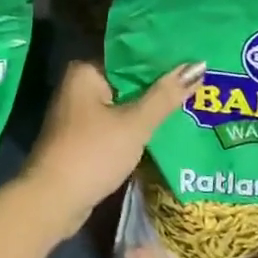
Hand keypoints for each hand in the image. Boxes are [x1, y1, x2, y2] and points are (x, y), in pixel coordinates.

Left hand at [15, 59, 204, 240]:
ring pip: (124, 105)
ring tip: (194, 103)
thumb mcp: (134, 124)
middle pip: (128, 81)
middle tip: (204, 83)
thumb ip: (165, 96)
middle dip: (160, 87)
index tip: (196, 61)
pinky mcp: (83, 138)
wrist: (53, 200)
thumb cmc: (93, 154)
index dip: (163, 60)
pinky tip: (166, 130)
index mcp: (85, 71)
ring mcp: (79, 114)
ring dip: (150, 110)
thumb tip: (198, 65)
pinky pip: (117, 125)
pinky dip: (137, 128)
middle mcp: (78, 87)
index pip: (131, 56)